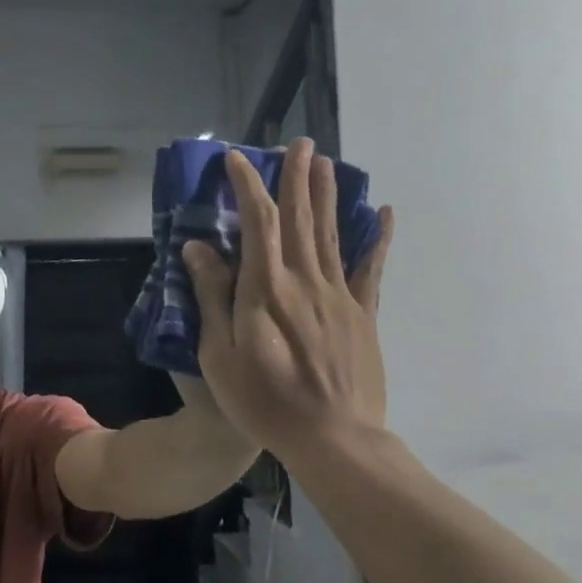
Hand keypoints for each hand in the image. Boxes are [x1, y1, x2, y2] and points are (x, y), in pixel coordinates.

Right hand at [183, 140, 393, 460]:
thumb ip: (212, 298)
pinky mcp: (363, 315)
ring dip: (326, 195)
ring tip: (326, 161)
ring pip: (331, 234)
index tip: (237, 159)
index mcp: (266, 289)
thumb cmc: (265, 401)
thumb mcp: (219, 355)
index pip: (258, 222)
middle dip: (296, 177)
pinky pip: (372, 270)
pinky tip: (383, 215)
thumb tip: (198, 248)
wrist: (334, 440)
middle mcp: (305, 281)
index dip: (248, 186)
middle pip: (300, 218)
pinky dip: (377, 240)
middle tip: (298, 143)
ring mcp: (340, 296)